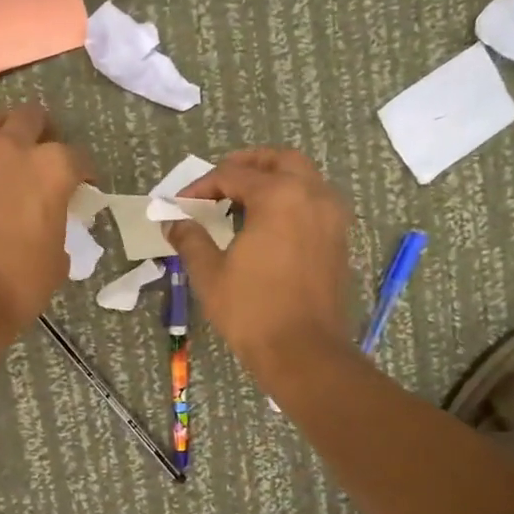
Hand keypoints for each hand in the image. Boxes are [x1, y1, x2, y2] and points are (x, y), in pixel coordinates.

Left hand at [0, 104, 92, 334]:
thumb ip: (57, 223)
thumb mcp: (58, 255)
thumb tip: (48, 221)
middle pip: (31, 118)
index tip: (82, 186)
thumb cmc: (20, 280)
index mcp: (52, 167)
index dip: (83, 173)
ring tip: (6, 157)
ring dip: (3, 133)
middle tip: (42, 157)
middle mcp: (13, 147)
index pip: (77, 157)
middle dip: (41, 132)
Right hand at [165, 148, 352, 373]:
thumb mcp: (210, 273)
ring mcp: (332, 217)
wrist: (305, 353)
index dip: (201, 186)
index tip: (180, 203)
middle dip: (248, 164)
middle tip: (221, 179)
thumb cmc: (253, 310)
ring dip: (274, 178)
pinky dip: (292, 199)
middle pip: (280, 160)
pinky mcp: (339, 239)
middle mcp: (312, 195)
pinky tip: (269, 223)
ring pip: (304, 177)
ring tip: (244, 199)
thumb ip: (190, 238)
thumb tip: (173, 222)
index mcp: (279, 196)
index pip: (233, 175)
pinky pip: (315, 201)